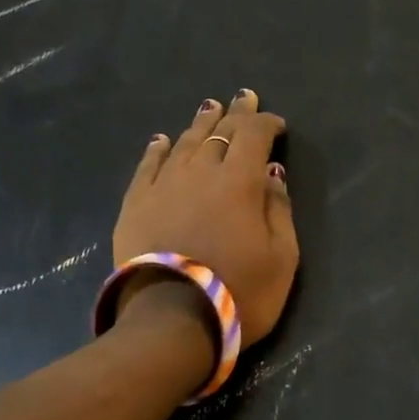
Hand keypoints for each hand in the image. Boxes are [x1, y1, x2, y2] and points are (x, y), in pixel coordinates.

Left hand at [113, 89, 298, 345]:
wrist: (171, 322)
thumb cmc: (240, 293)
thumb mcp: (282, 258)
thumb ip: (279, 211)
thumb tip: (272, 176)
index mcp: (240, 182)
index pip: (254, 137)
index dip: (266, 125)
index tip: (277, 125)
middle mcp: (201, 173)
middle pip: (220, 133)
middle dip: (236, 114)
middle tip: (244, 97)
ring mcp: (164, 186)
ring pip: (184, 144)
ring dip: (200, 124)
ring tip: (209, 108)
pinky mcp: (136, 205)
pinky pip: (148, 167)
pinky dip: (158, 150)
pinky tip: (162, 140)